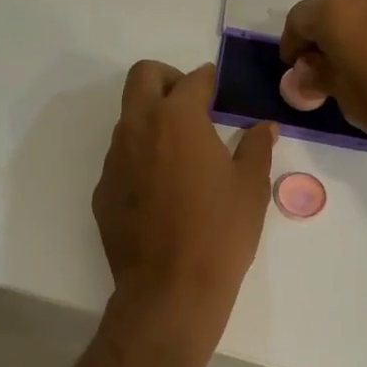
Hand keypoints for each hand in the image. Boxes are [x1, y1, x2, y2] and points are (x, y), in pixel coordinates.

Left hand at [93, 60, 276, 338]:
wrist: (169, 289)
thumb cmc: (220, 232)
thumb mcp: (251, 187)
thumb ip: (256, 147)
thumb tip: (263, 127)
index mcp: (177, 118)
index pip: (193, 79)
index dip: (210, 80)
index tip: (221, 90)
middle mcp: (138, 128)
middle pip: (143, 77)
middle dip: (167, 79)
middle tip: (192, 105)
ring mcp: (114, 159)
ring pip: (128, 118)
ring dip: (152, 119)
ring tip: (182, 154)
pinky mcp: (103, 190)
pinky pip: (121, 158)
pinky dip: (140, 157)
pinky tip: (162, 191)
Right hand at [280, 0, 366, 144]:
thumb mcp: (344, 95)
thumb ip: (320, 75)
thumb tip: (309, 70)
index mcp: (332, 9)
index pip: (298, 20)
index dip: (292, 44)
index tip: (296, 66)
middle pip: (329, 5)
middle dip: (322, 30)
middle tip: (324, 61)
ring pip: (360, 3)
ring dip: (352, 24)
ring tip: (356, 56)